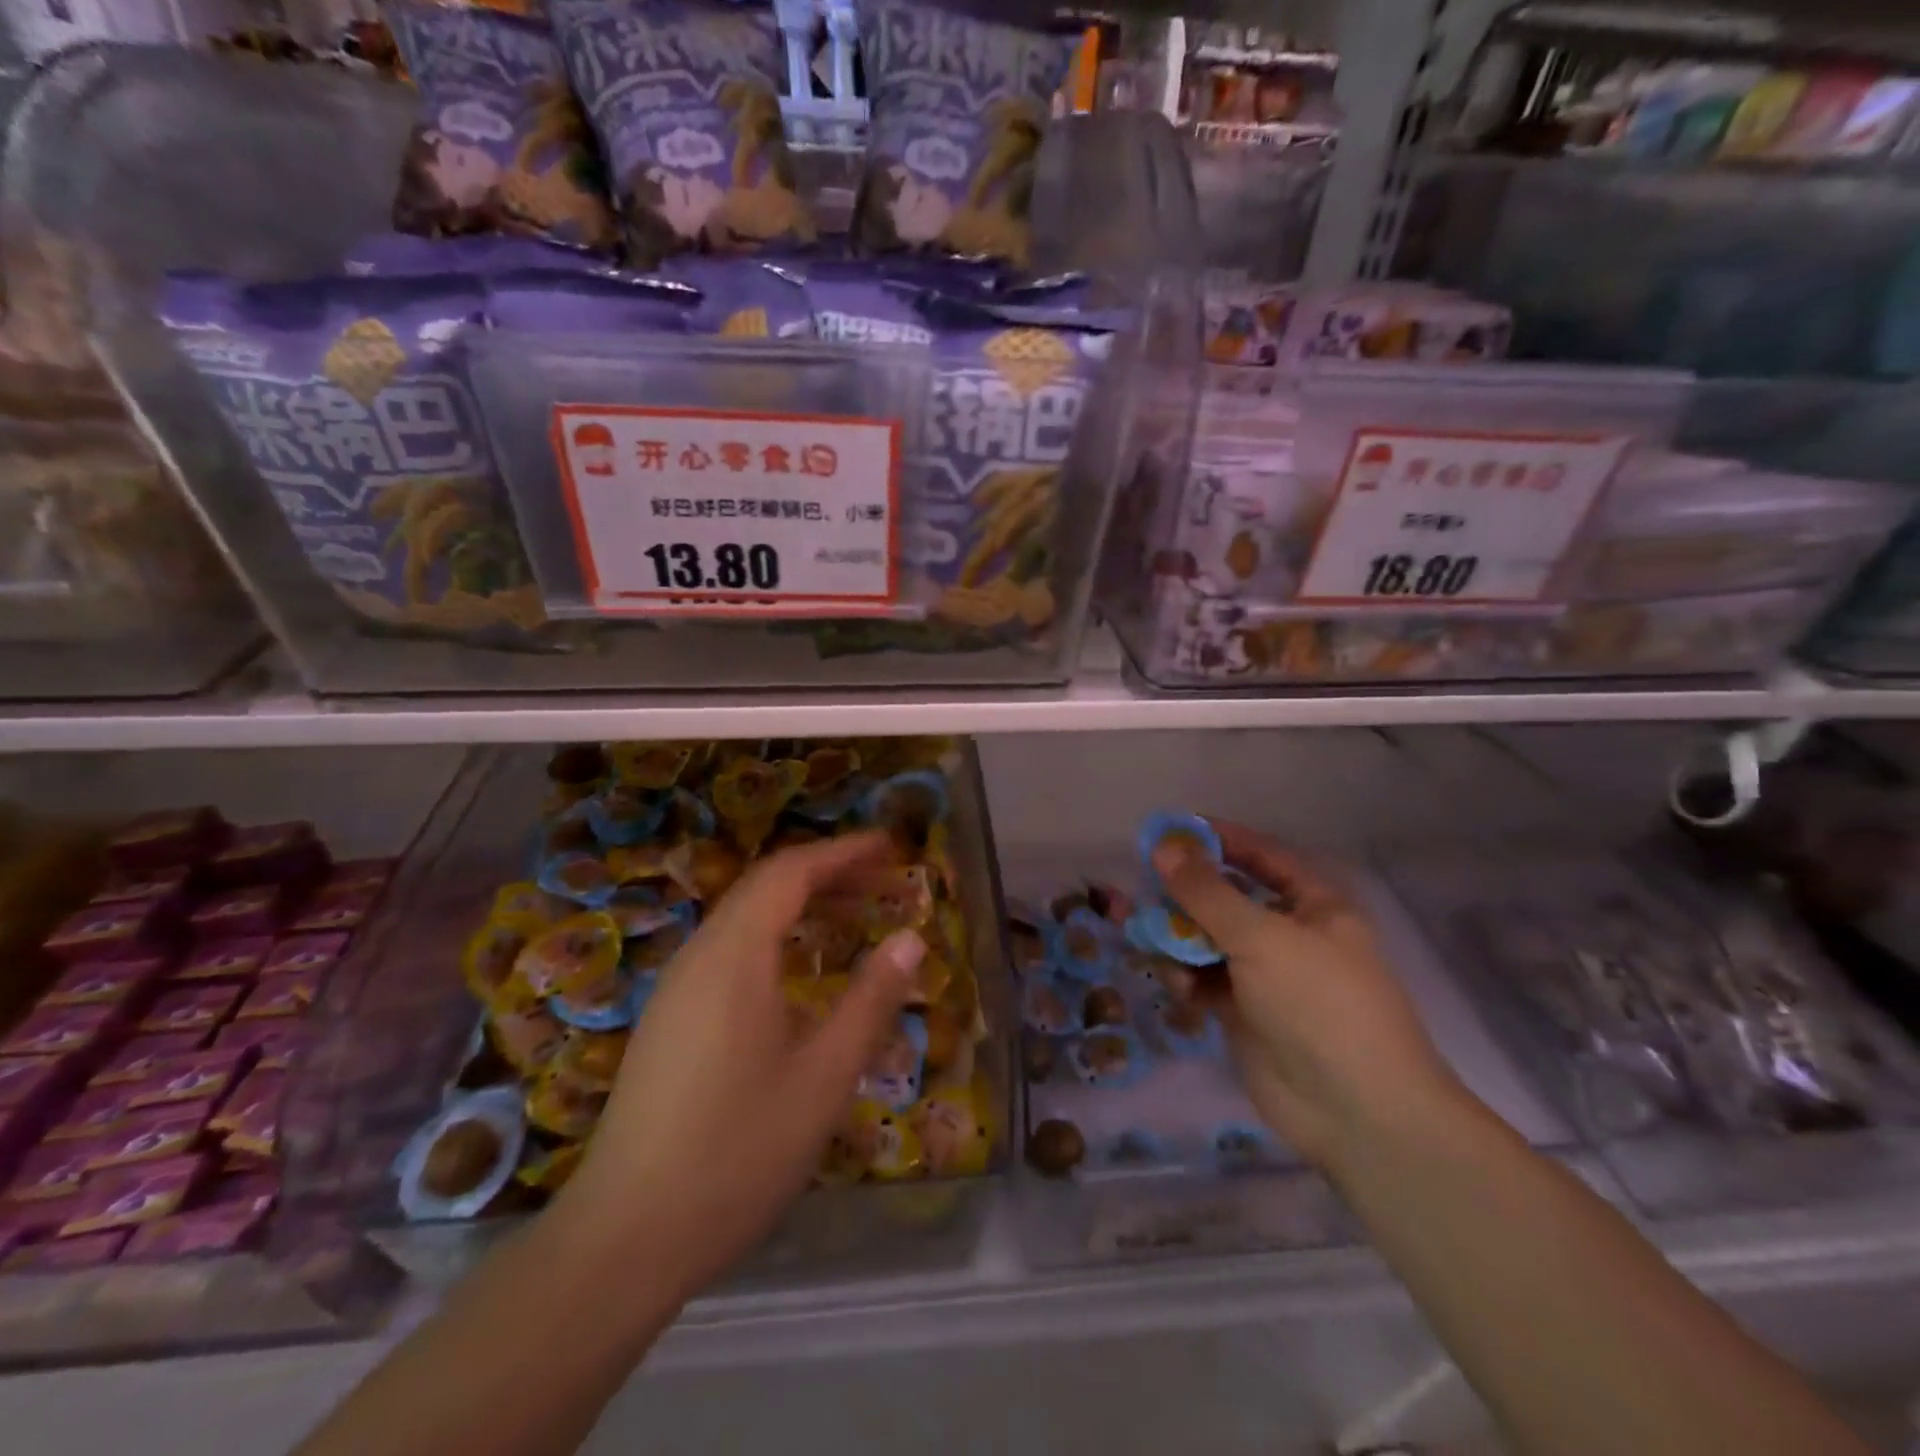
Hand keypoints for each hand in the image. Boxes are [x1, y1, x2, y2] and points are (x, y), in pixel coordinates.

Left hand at [557, 832, 922, 1299]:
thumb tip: (911, 937)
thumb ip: (871, 999)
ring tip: (854, 917)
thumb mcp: (824, 1076)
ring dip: (801, 904)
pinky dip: (775, 936)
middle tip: (885, 881)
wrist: (625, 1238)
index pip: (792, 872)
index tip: (891, 845)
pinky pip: (729, 950)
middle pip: (766, 886)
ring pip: (745, 917)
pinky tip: (801, 972)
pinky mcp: (670, 1018)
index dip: (844, 851)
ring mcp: (677, 987)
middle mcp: (699, 955)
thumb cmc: (737, 1152)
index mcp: (734, 955)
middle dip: (828, 873)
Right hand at [1152, 821, 1459, 1169]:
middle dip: (1185, 893)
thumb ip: (1206, 892)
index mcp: (1312, 905)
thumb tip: (1165, 846)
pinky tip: (1176, 986)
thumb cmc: (1319, 1004)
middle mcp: (1289, 934)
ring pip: (1209, 941)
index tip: (1169, 831)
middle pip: (1227, 898)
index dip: (1217, 840)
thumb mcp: (1261, 937)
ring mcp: (1266, 976)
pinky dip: (1186, 978)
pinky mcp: (1244, 1014)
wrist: (1357, 1112)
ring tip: (1147, 939)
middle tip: (1141, 888)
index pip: (1261, 855)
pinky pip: (1204, 980)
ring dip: (1178, 938)